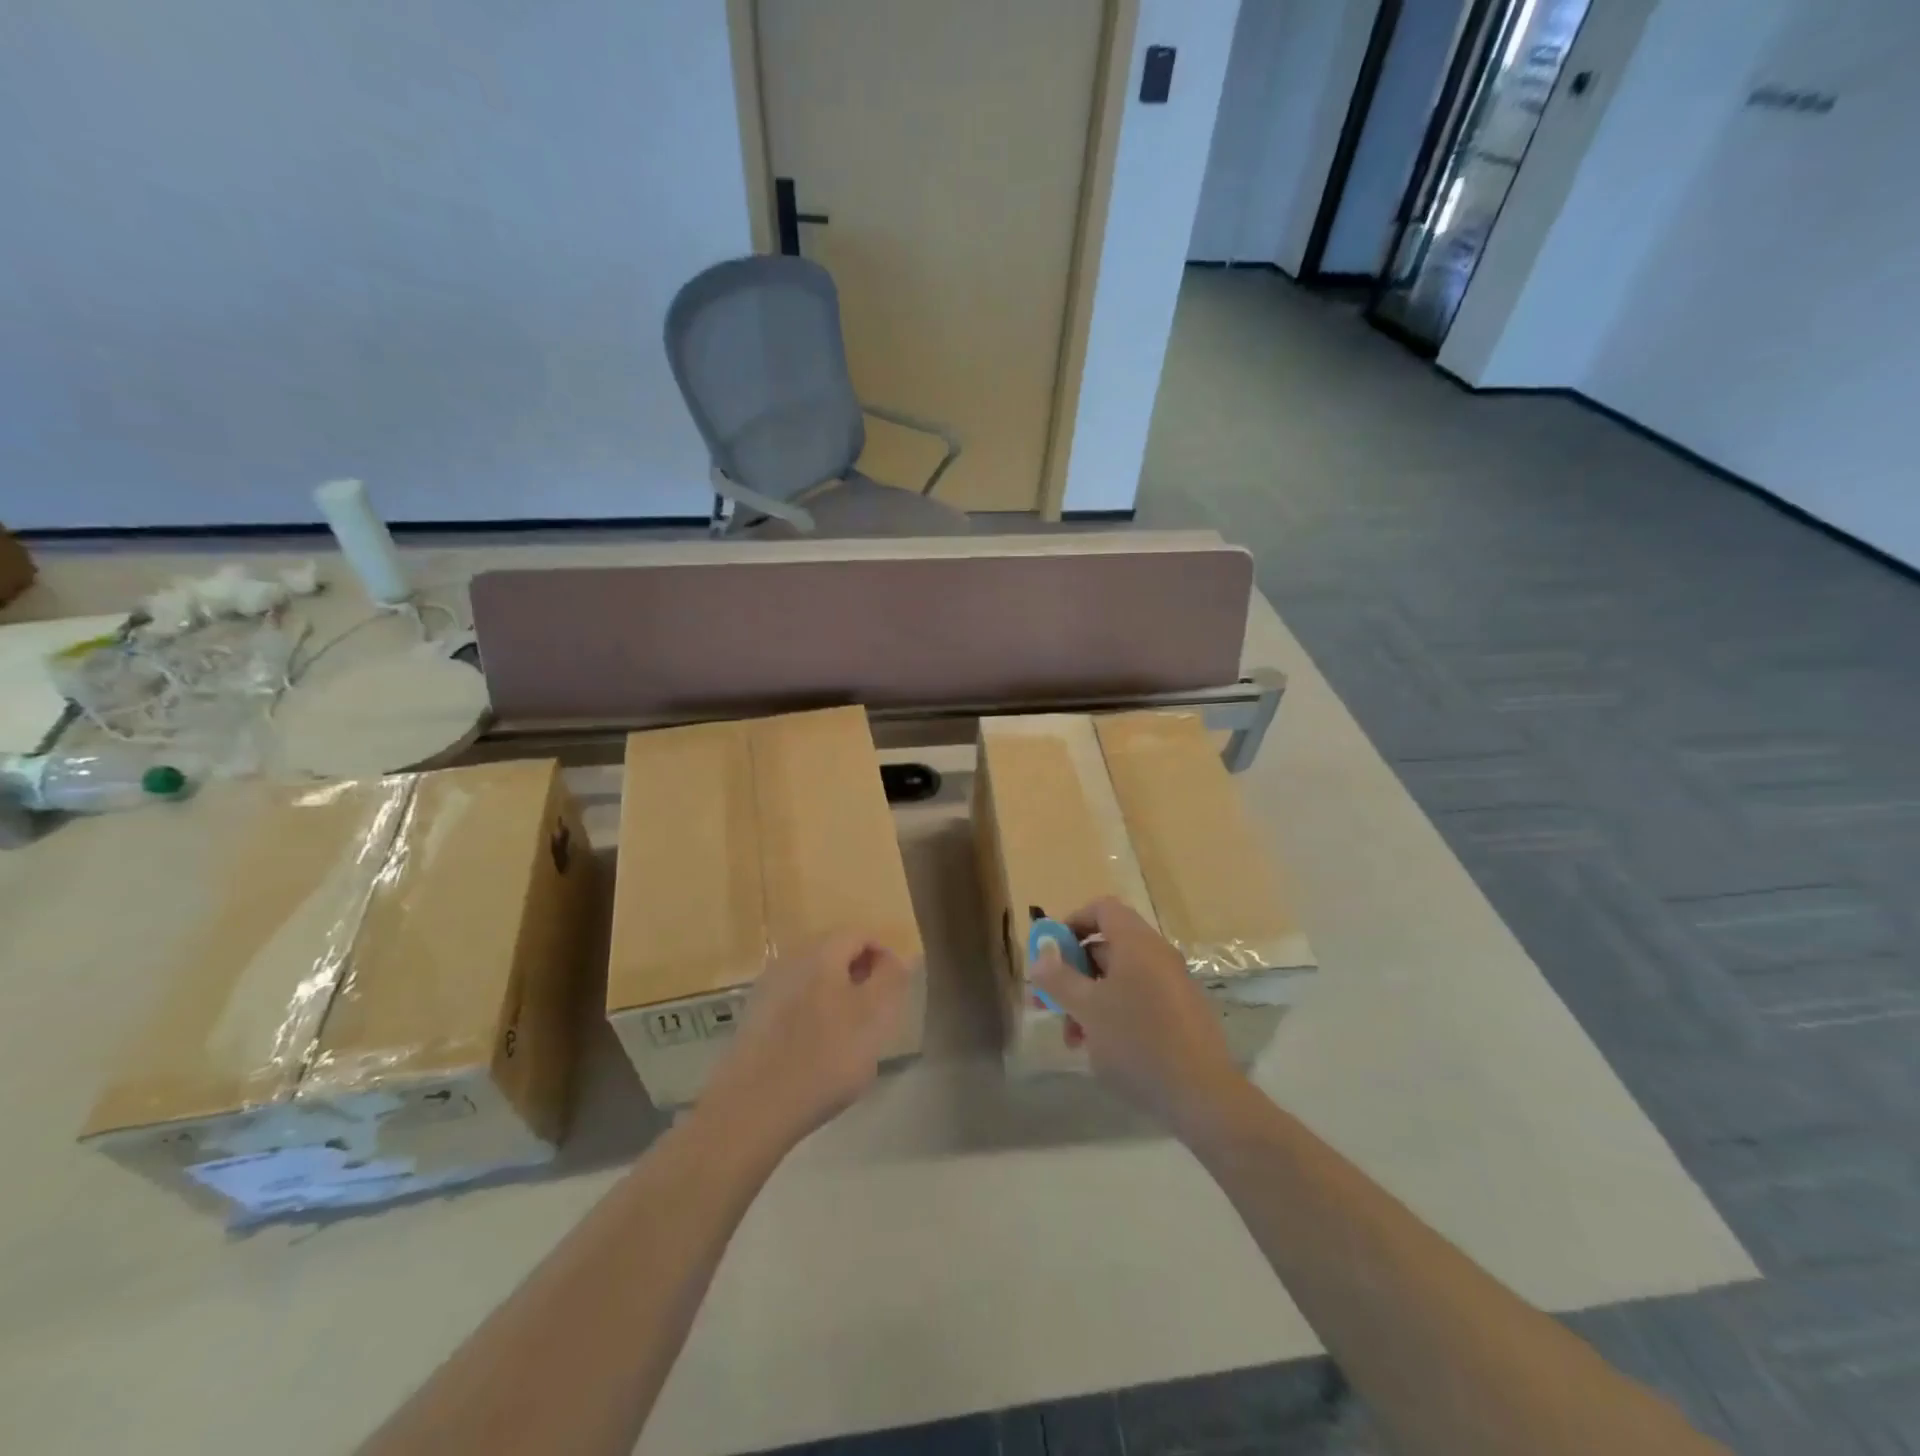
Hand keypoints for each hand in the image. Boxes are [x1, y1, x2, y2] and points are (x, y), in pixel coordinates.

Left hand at [701, 932, 912, 1153]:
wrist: (753, 1108)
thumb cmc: (825, 1058)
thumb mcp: (874, 1018)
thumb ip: (891, 980)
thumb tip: (900, 956)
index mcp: (821, 952)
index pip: (860, 934)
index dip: (884, 956)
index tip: (896, 991)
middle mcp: (790, 959)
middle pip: (834, 952)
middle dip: (860, 974)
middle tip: (877, 1011)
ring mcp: (767, 988)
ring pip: (814, 978)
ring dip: (837, 995)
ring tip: (850, 1034)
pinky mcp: (754, 1017)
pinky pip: (794, 1001)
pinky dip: (813, 1014)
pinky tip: (817, 1049)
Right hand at [1030, 898, 1244, 1132]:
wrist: (1202, 1094)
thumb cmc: (1137, 1040)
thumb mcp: (1087, 1008)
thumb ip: (1059, 978)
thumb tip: (1040, 956)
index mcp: (1137, 943)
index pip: (1102, 909)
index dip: (1072, 922)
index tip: (1050, 951)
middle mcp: (1157, 956)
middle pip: (1107, 947)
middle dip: (1073, 973)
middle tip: (1048, 1002)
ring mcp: (1173, 985)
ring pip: (1119, 979)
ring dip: (1089, 1000)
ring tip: (1072, 1038)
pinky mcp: (1181, 1014)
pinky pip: (1138, 1000)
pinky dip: (1113, 1014)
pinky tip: (1100, 1048)